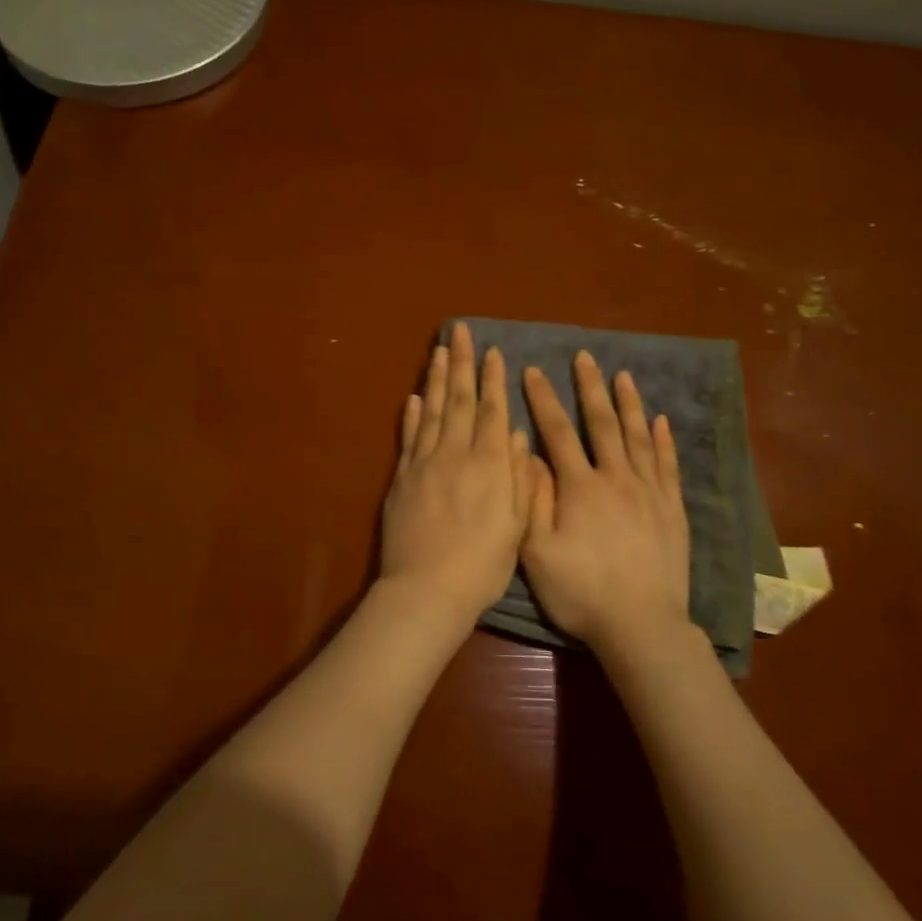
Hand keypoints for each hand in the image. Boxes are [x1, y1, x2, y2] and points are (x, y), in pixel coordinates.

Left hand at [380, 323, 531, 619]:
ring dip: (435, 379)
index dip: (492, 380)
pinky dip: (412, 415)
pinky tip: (414, 397)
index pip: (491, 411)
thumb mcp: (516, 525)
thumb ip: (519, 477)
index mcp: (489, 464)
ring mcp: (424, 464)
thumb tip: (519, 437)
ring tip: (439, 351)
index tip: (493, 351)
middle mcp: (455, 454)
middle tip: (459, 331)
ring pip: (431, 411)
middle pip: (458, 400)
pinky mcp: (402, 479)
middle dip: (461, 363)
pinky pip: (408, 438)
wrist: (427, 589)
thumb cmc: (483, 565)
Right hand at [521, 353, 691, 654]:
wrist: (641, 625)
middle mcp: (616, 479)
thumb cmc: (581, 592)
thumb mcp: (538, 552)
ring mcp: (649, 492)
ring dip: (629, 403)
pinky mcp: (672, 510)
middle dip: (590, 388)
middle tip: (585, 357)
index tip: (533, 371)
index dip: (543, 399)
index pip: (558, 432)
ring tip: (623, 375)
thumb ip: (532, 500)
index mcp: (580, 487)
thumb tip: (528, 454)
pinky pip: (667, 465)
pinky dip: (663, 440)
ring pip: (638, 437)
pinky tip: (660, 421)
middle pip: (602, 424)